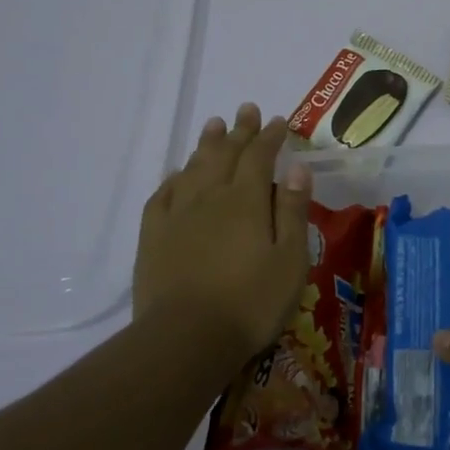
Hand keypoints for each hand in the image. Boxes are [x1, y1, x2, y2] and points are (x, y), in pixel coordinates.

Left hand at [133, 103, 312, 363]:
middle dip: (239, 130)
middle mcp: (210, 197)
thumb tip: (297, 168)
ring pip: (193, 168)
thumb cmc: (250, 302)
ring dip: (206, 144)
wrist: (185, 340)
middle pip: (225, 154)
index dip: (270, 136)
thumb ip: (292, 210)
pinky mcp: (153, 237)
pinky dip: (173, 179)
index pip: (260, 156)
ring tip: (213, 125)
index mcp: (246, 200)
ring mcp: (177, 215)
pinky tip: (178, 175)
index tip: (279, 120)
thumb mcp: (290, 259)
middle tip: (246, 109)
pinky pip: (162, 195)